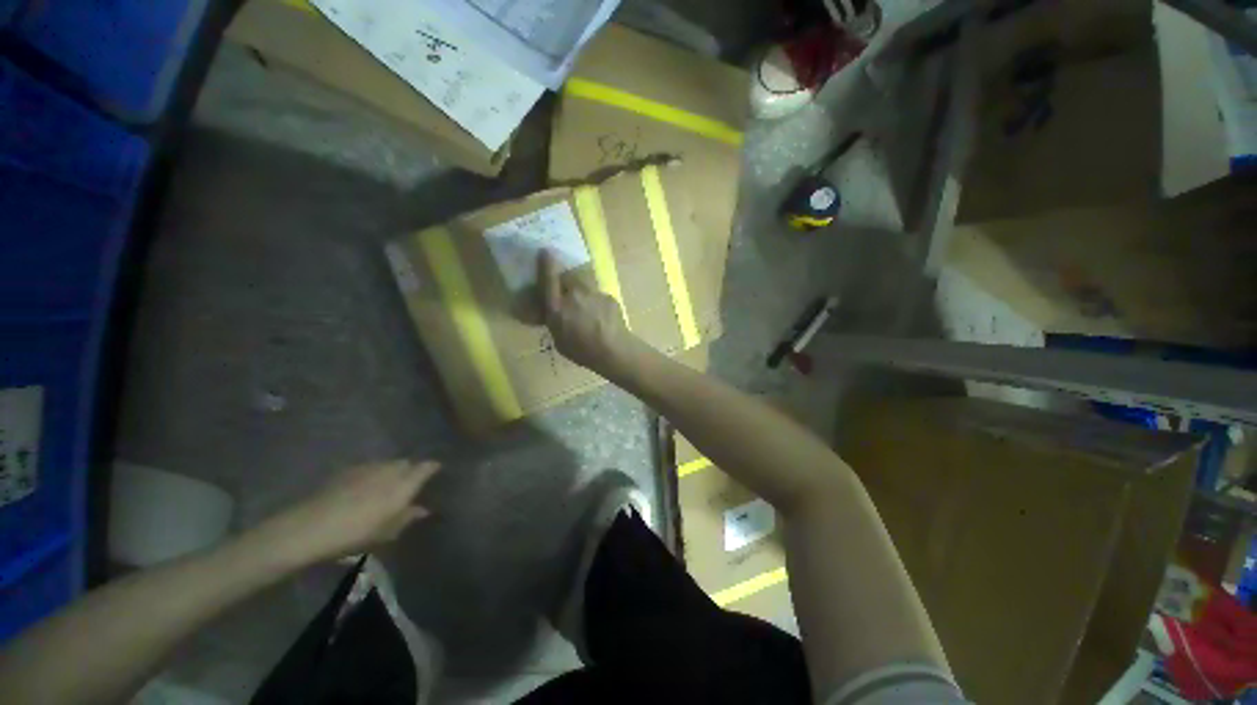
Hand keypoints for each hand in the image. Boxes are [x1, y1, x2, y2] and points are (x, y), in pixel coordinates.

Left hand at [264, 460, 438, 564]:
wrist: (310, 527)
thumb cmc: (356, 533)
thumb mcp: (387, 532)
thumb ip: (407, 517)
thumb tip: (423, 509)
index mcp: (404, 484)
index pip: (426, 467)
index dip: (433, 468)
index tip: (437, 471)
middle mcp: (390, 470)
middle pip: (407, 463)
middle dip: (410, 470)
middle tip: (409, 485)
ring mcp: (368, 467)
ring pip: (388, 464)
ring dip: (391, 471)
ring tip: (386, 486)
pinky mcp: (348, 470)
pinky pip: (369, 468)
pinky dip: (373, 474)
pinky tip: (364, 488)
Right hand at [538, 250, 640, 375]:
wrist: (614, 350)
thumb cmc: (583, 351)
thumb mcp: (559, 341)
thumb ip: (555, 322)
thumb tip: (554, 314)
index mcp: (558, 307)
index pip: (549, 279)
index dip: (546, 263)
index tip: (545, 251)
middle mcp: (574, 294)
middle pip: (568, 278)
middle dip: (565, 279)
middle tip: (566, 290)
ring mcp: (593, 294)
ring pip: (584, 285)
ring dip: (582, 291)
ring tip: (586, 306)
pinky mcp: (609, 297)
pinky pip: (598, 296)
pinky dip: (596, 303)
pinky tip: (602, 317)